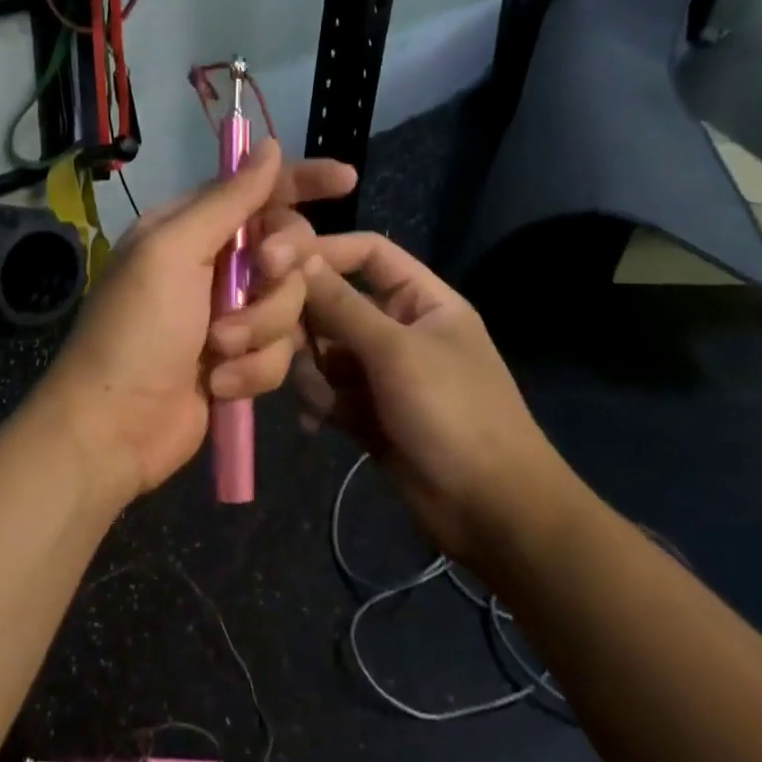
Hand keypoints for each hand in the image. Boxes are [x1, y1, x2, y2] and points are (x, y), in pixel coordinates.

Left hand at [34, 141, 357, 509]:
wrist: (115, 429)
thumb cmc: (136, 332)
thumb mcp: (173, 252)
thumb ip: (227, 200)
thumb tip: (268, 146)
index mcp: (189, 228)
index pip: (257, 191)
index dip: (302, 181)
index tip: (348, 179)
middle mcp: (213, 265)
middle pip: (288, 250)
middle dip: (278, 273)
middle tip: (262, 275)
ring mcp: (231, 315)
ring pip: (290, 305)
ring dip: (260, 331)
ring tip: (218, 351)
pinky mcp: (243, 360)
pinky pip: (281, 351)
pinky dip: (254, 369)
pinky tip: (220, 385)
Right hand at [295, 233, 573, 564]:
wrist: (489, 509)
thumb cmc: (452, 412)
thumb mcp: (396, 350)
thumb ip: (341, 304)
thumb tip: (293, 254)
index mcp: (423, 300)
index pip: (368, 254)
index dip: (323, 251)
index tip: (272, 261)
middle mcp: (400, 329)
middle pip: (336, 304)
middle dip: (308, 324)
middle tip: (280, 342)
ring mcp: (383, 373)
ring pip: (325, 352)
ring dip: (313, 372)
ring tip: (321, 400)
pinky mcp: (368, 412)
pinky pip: (328, 392)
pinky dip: (319, 403)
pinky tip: (318, 423)